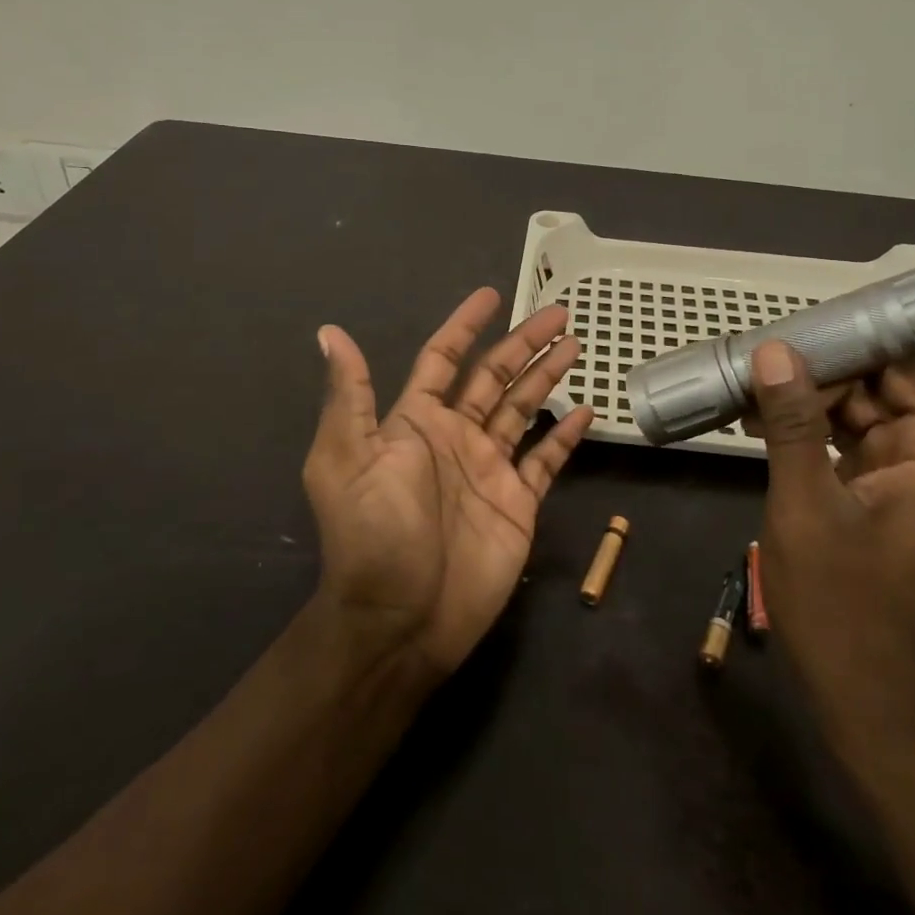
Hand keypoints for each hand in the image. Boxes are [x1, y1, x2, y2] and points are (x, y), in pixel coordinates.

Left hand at [303, 288, 593, 676]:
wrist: (401, 618)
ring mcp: (489, 468)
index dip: (465, 325)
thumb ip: (350, 394)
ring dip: (547, 376)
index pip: (444, 358)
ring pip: (523, 408)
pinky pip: (546, 459)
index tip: (490, 295)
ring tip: (574, 343)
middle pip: (494, 376)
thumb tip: (330, 332)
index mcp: (416, 421)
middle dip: (524, 342)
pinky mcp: (518, 502)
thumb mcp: (347, 457)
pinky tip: (584, 410)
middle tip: (559, 312)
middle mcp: (455, 437)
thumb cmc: (374, 533)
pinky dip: (564, 435)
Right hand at [750, 296, 914, 764]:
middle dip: (861, 352)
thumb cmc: (849, 612)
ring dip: (827, 386)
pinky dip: (816, 420)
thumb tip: (775, 353)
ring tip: (764, 372)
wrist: (869, 704)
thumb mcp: (806, 510)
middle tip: (794, 336)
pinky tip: (764, 412)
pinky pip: (853, 436)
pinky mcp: (878, 495)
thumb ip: (794, 428)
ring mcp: (909, 480)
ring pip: (879, 406)